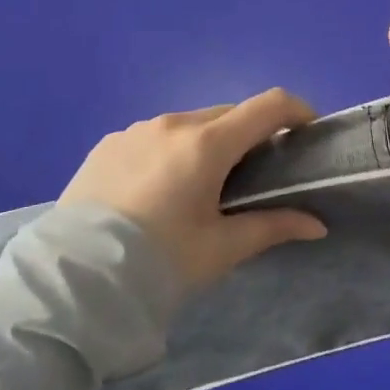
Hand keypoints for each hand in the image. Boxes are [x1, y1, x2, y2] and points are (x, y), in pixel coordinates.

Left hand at [59, 88, 328, 289]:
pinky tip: (159, 190)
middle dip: (250, 134)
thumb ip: (272, 227)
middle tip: (255, 174)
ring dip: (208, 142)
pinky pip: (154, 136)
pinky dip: (171, 151)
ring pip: (189, 124)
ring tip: (203, 186)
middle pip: (228, 114)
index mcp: (206, 144)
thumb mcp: (219, 249)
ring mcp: (136, 130)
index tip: (307, 132)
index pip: (268, 105)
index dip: (296, 111)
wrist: (72, 283)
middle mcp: (172, 124)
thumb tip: (317, 225)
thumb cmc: (158, 263)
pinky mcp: (108, 144)